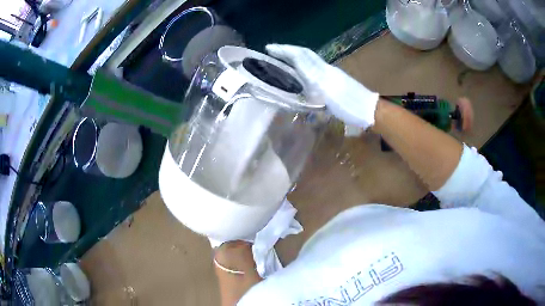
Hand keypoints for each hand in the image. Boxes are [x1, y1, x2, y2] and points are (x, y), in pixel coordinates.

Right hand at [266, 44, 379, 129]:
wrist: (368, 109)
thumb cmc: (350, 108)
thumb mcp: (329, 102)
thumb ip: (312, 92)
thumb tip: (296, 85)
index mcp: (321, 74)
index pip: (300, 56)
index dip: (284, 51)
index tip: (269, 48)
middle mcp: (324, 68)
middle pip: (305, 53)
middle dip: (287, 49)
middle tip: (273, 50)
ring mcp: (330, 72)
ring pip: (309, 58)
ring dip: (294, 54)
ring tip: (282, 57)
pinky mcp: (333, 77)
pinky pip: (314, 64)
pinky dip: (302, 62)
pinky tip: (298, 69)